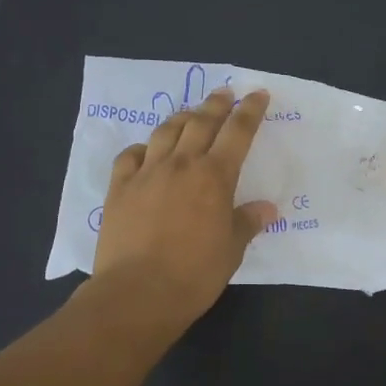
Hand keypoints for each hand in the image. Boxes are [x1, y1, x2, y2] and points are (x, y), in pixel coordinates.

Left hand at [92, 88, 278, 323]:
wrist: (137, 292)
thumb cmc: (194, 274)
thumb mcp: (231, 250)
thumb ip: (247, 222)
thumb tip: (267, 208)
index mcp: (214, 177)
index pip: (238, 132)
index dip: (250, 111)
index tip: (258, 94)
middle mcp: (181, 165)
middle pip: (201, 122)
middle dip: (217, 104)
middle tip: (225, 93)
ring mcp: (146, 173)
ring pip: (166, 131)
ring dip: (182, 117)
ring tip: (191, 114)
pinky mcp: (119, 188)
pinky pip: (130, 155)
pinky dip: (143, 147)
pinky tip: (147, 151)